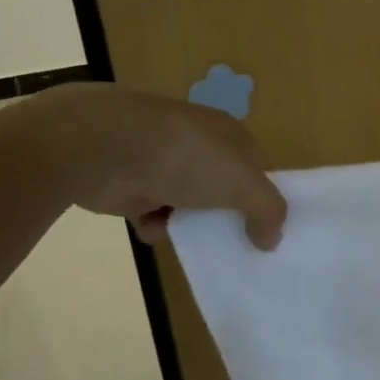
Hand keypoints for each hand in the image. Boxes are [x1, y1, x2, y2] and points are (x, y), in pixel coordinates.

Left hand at [35, 83, 287, 249]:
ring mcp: (164, 163)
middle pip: (224, 189)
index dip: (265, 198)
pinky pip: (154, 213)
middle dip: (226, 217)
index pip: (258, 168)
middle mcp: (199, 145)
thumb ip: (268, 210)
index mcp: (230, 134)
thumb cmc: (187, 158)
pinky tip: (153, 225)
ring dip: (189, 225)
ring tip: (191, 239)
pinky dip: (155, 224)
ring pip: (189, 205)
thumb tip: (272, 239)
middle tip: (234, 245)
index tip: (267, 229)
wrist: (106, 149)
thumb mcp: (244, 183)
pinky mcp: (132, 183)